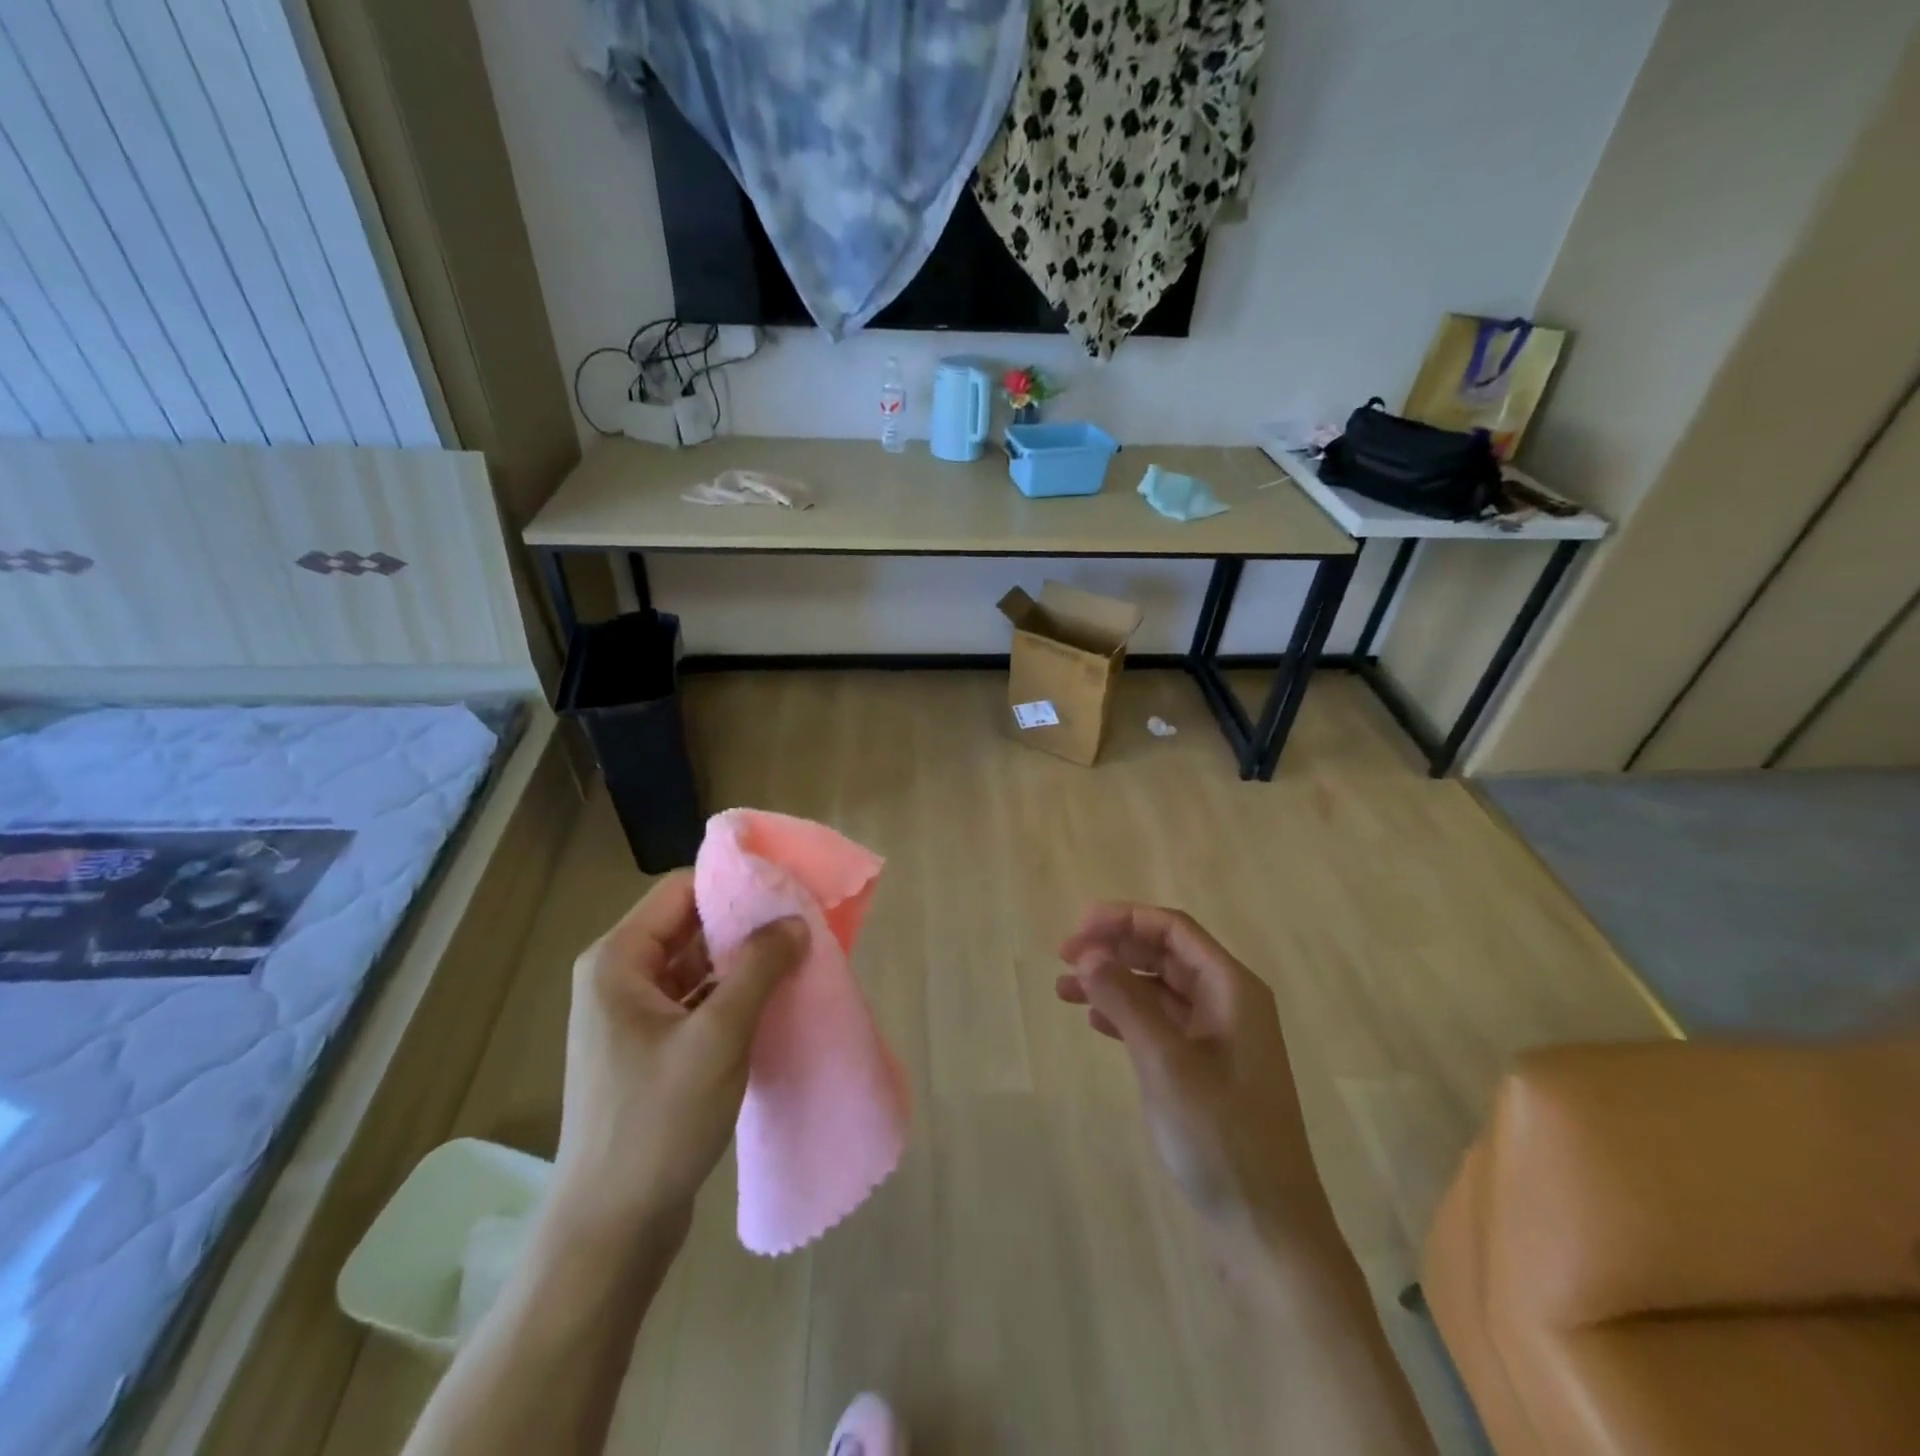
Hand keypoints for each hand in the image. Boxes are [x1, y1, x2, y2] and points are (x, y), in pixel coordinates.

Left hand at [548, 871, 808, 1247]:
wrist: (611, 1229)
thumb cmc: (658, 1122)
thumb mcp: (718, 1037)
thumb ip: (759, 967)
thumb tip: (795, 919)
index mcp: (618, 960)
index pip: (681, 890)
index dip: (734, 883)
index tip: (788, 888)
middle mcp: (618, 978)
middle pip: (690, 925)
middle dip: (745, 923)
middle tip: (803, 922)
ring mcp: (631, 1017)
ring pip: (696, 965)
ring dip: (742, 961)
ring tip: (798, 957)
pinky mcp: (649, 1049)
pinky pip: (696, 1001)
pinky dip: (732, 995)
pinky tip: (773, 1000)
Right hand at [1056, 904, 1324, 1241]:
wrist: (1267, 1229)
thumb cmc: (1220, 1136)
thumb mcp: (1165, 1062)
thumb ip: (1126, 1000)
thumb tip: (1088, 953)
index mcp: (1232, 989)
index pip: (1173, 930)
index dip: (1124, 919)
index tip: (1078, 929)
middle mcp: (1228, 1003)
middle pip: (1165, 954)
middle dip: (1115, 948)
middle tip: (1064, 957)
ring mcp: (1219, 1038)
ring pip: (1158, 988)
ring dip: (1114, 981)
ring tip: (1064, 989)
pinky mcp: (1206, 1068)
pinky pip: (1161, 1022)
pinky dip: (1127, 1014)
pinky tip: (1096, 1021)